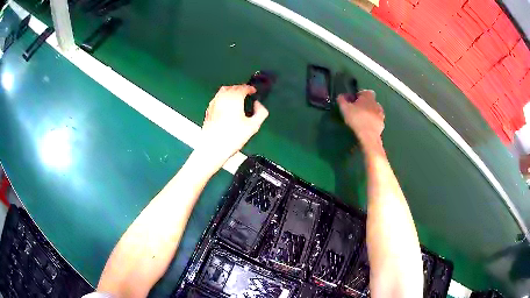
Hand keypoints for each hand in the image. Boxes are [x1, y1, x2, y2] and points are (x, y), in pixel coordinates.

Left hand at [198, 85, 268, 166]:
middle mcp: (222, 98)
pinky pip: (217, 99)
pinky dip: (223, 99)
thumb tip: (259, 105)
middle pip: (232, 87)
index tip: (253, 91)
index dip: (250, 88)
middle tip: (247, 94)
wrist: (212, 148)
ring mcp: (214, 103)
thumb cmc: (231, 138)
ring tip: (237, 99)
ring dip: (231, 92)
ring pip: (223, 91)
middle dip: (240, 89)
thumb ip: (261, 113)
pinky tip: (227, 108)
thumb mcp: (253, 126)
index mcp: (234, 99)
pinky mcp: (208, 110)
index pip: (243, 87)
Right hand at [338, 90, 384, 146]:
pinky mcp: (382, 124)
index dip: (358, 95)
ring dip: (369, 113)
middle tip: (356, 110)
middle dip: (364, 104)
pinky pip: (376, 120)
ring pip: (374, 110)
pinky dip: (372, 122)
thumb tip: (340, 96)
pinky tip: (366, 127)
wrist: (368, 136)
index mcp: (368, 96)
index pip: (364, 91)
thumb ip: (341, 100)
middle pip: (370, 101)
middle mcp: (376, 103)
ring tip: (362, 119)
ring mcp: (381, 114)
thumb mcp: (344, 108)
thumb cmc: (356, 119)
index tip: (353, 101)